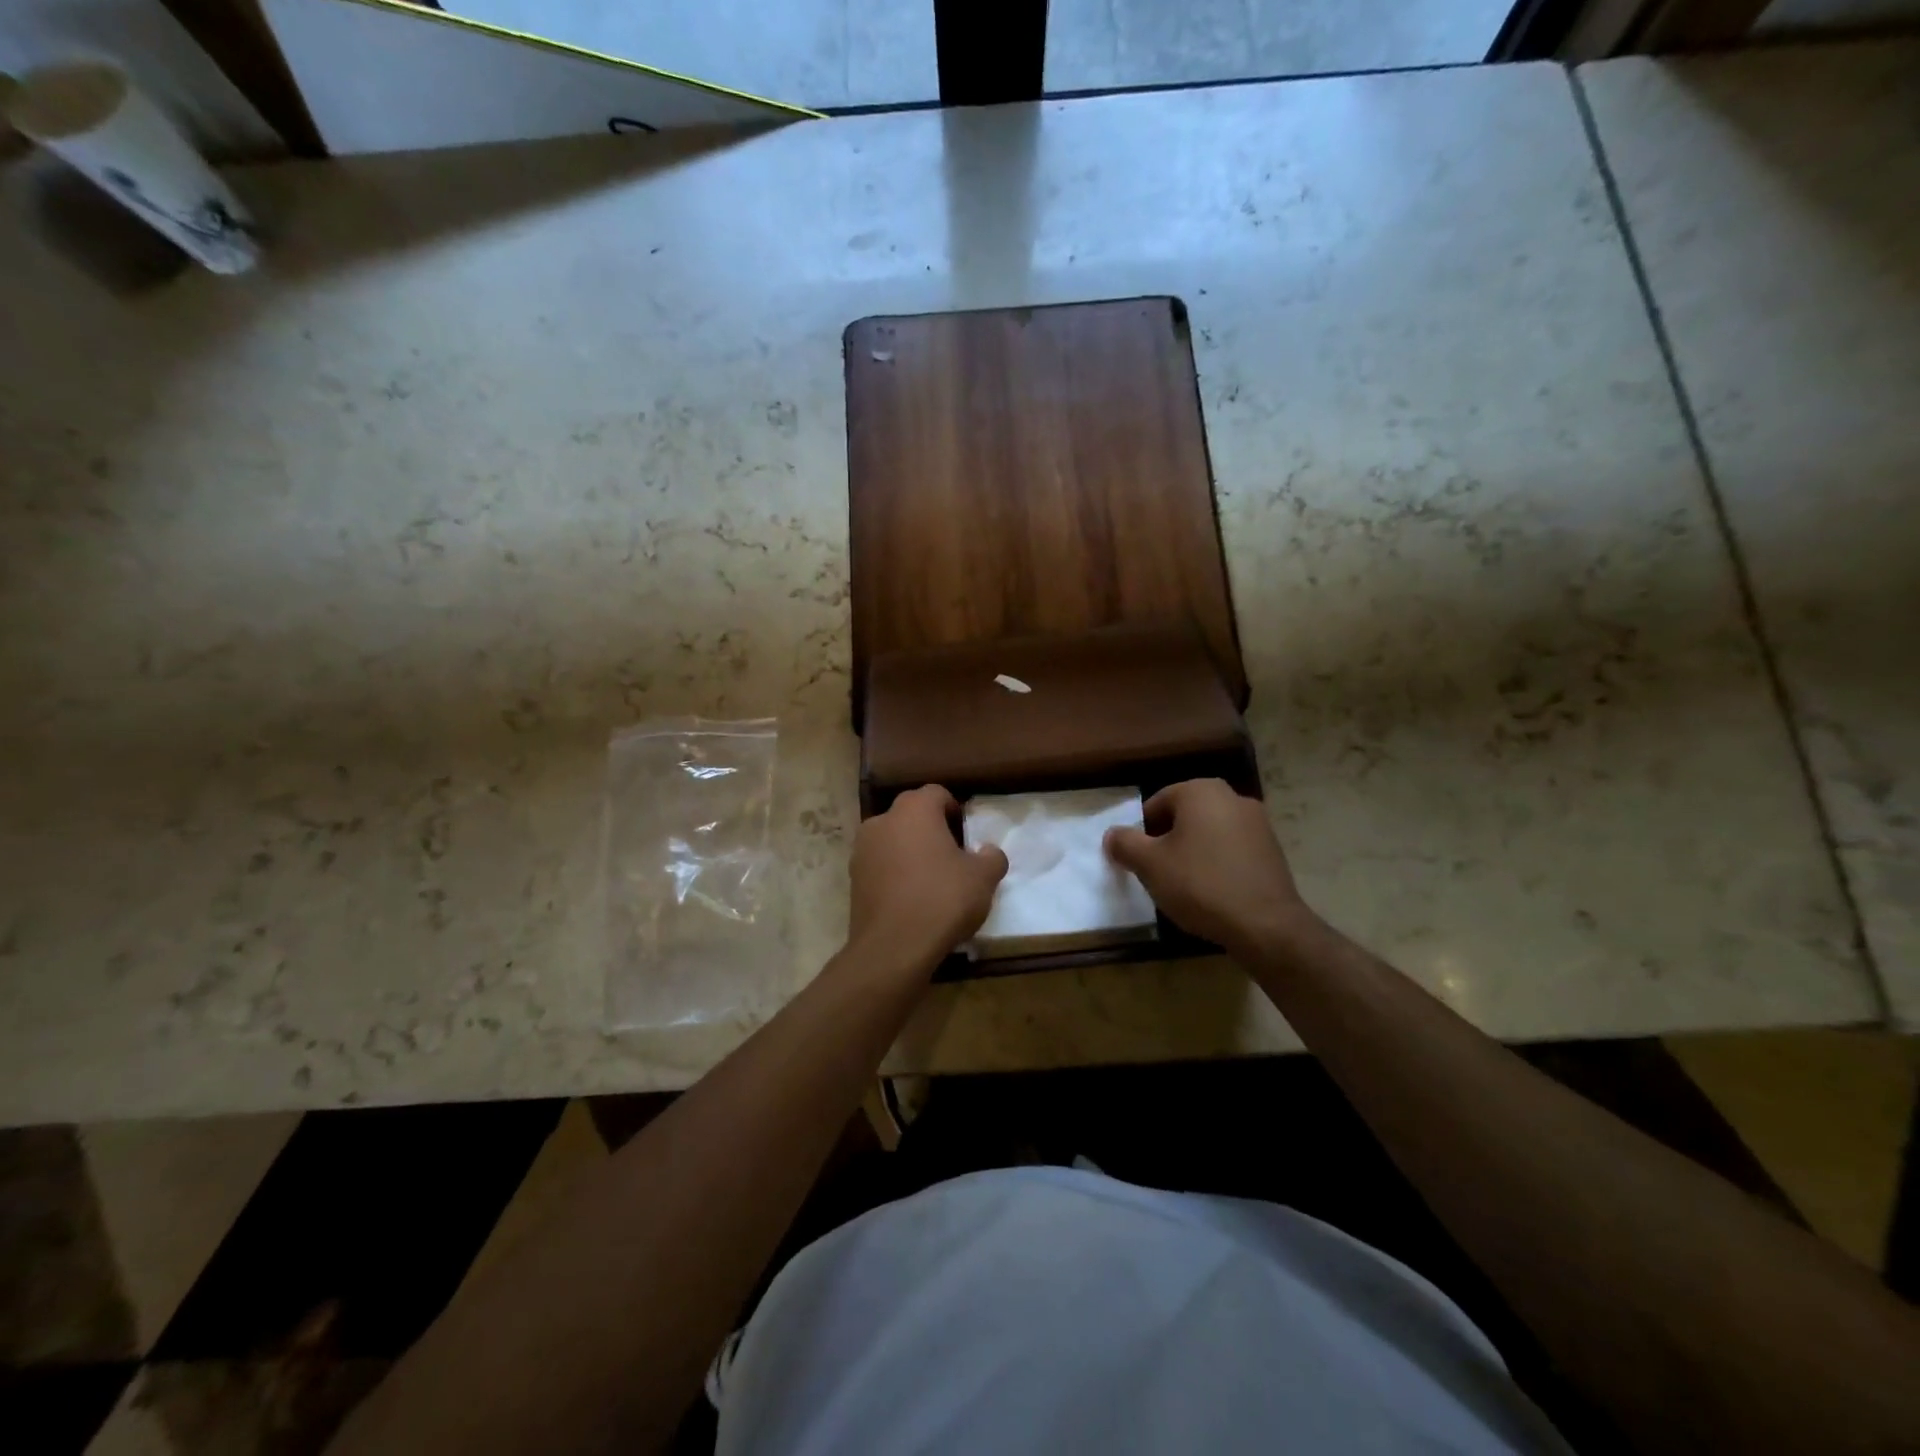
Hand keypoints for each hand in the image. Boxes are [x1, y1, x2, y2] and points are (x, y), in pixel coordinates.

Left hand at [846, 785, 1008, 973]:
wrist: (893, 947)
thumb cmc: (942, 899)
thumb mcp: (983, 878)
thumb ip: (992, 857)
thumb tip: (988, 851)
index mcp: (914, 810)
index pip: (937, 793)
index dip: (954, 809)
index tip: (966, 834)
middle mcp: (883, 820)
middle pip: (911, 813)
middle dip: (931, 828)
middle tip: (952, 855)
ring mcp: (862, 849)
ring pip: (893, 838)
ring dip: (910, 850)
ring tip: (930, 879)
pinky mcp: (852, 877)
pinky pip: (880, 864)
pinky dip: (894, 872)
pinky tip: (910, 897)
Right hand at [1104, 779, 1313, 959]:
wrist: (1265, 925)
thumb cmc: (1200, 884)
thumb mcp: (1150, 865)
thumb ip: (1125, 844)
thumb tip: (1112, 834)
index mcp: (1201, 791)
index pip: (1158, 802)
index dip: (1142, 831)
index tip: (1138, 859)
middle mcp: (1232, 797)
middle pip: (1185, 815)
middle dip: (1168, 840)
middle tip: (1157, 871)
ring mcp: (1258, 823)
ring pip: (1210, 832)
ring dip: (1194, 851)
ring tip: (1184, 884)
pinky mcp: (1273, 851)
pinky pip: (1233, 850)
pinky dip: (1218, 863)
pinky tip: (1212, 892)